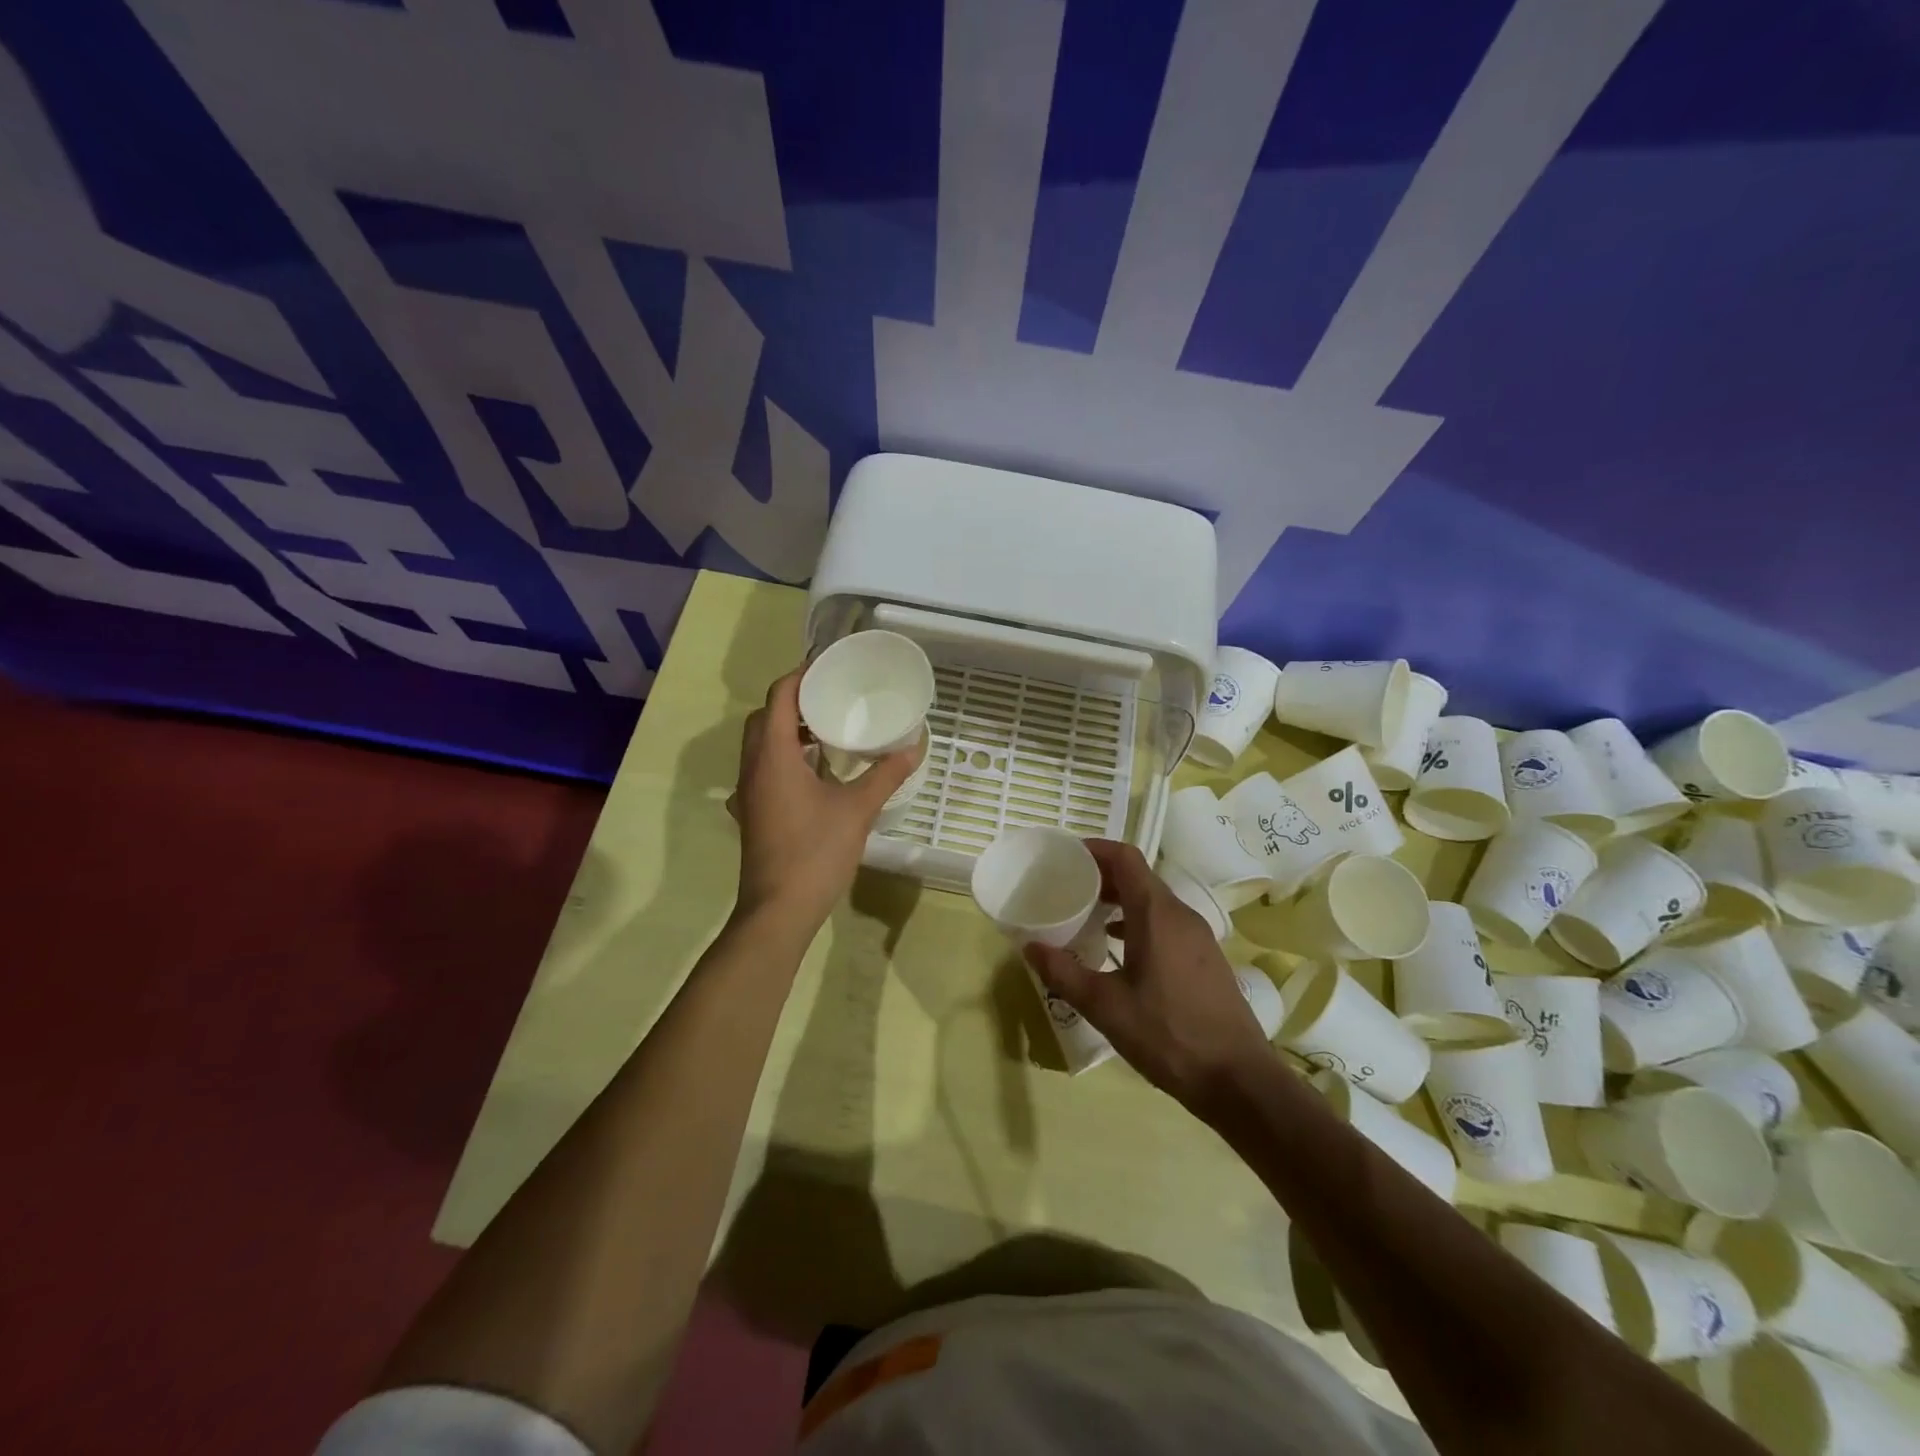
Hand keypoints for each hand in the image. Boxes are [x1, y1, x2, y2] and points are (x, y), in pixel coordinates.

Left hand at [728, 668, 920, 930]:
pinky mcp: (752, 813)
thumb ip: (886, 774)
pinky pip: (763, 771)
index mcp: (773, 757)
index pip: (778, 698)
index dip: (800, 676)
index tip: (827, 667)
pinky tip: (812, 774)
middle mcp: (752, 768)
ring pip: (760, 746)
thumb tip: (914, 746)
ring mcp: (747, 793)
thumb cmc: (815, 853)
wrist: (778, 910)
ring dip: (786, 731)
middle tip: (828, 698)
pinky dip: (784, 759)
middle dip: (792, 702)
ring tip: (824, 731)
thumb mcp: (858, 810)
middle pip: (763, 718)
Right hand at [1025, 840, 1272, 1113]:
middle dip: (1101, 876)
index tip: (1065, 856)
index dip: (1094, 849)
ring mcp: (1198, 937)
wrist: (1238, 1080)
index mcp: (1157, 914)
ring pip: (1153, 901)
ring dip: (1119, 901)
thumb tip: (1030, 947)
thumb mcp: (1105, 1006)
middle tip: (1066, 888)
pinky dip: (1137, 922)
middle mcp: (1181, 915)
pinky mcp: (1205, 958)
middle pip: (1138, 877)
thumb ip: (1063, 972)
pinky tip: (1118, 949)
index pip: (1125, 858)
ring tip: (1086, 917)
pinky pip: (1166, 923)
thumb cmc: (1168, 1035)